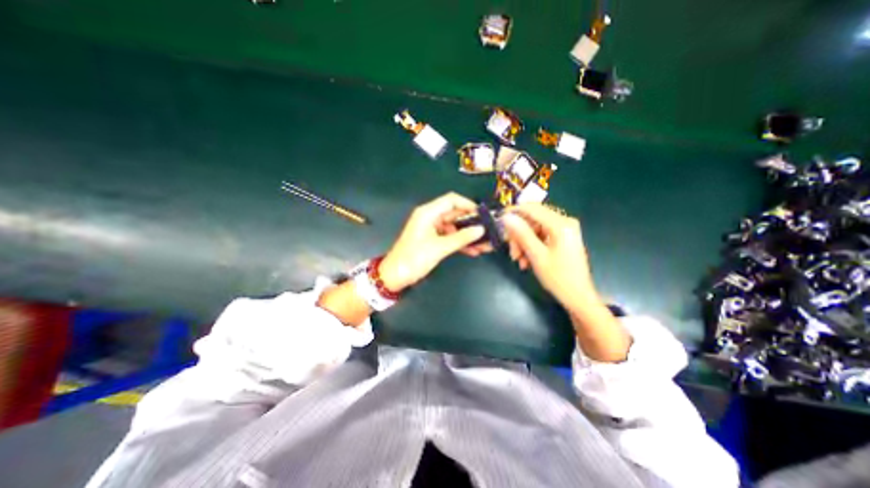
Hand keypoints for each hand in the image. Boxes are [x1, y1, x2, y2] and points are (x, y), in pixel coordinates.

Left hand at [381, 192, 491, 292]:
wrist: (396, 276)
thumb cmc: (414, 258)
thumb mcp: (439, 248)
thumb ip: (461, 238)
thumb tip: (481, 229)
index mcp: (428, 213)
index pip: (451, 200)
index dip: (468, 204)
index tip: (483, 214)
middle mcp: (430, 217)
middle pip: (455, 214)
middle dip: (471, 222)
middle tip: (488, 229)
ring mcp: (432, 229)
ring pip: (454, 228)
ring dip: (468, 235)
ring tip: (485, 244)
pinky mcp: (433, 240)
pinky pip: (450, 238)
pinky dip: (460, 243)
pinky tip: (474, 251)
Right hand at [500, 203, 602, 313]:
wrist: (578, 297)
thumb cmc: (558, 277)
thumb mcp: (536, 255)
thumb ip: (521, 234)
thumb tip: (507, 217)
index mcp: (561, 224)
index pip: (532, 208)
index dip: (513, 212)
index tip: (498, 221)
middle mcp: (564, 222)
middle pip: (532, 220)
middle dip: (518, 235)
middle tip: (511, 252)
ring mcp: (564, 230)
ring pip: (534, 229)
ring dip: (523, 243)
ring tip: (518, 260)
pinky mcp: (562, 237)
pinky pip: (540, 237)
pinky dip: (531, 247)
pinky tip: (526, 261)